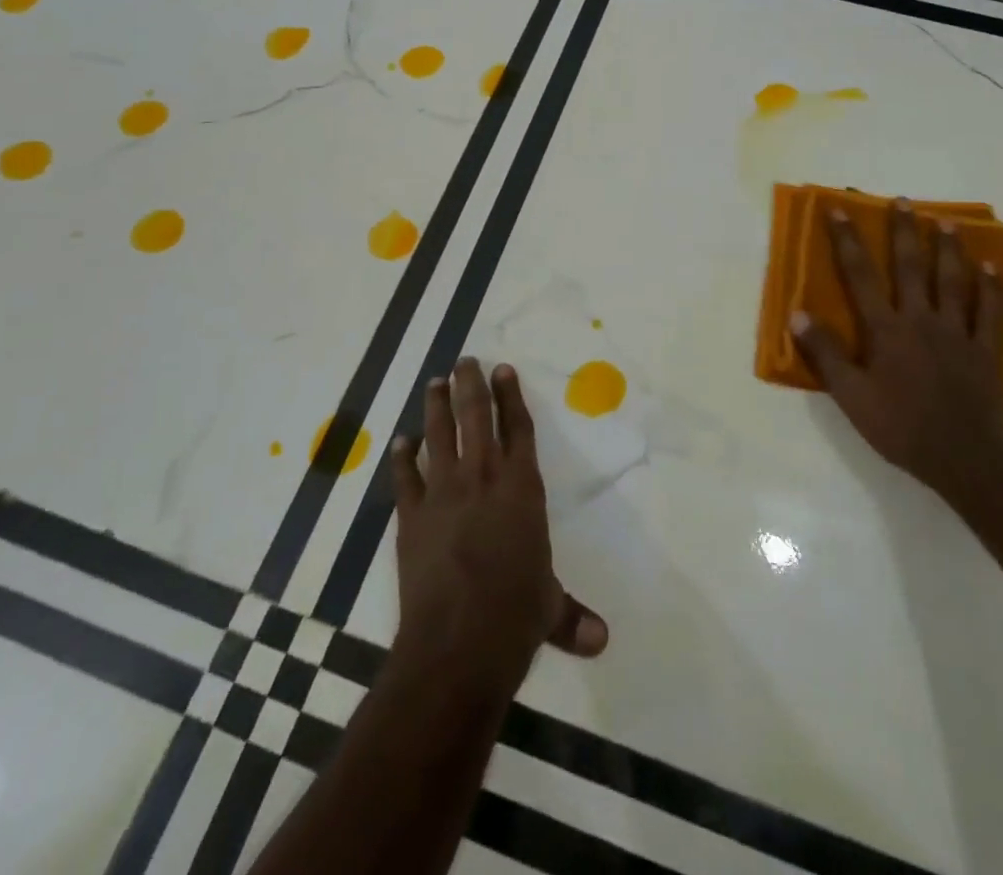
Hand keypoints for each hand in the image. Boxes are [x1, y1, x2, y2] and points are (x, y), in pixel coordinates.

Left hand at [391, 359, 607, 688]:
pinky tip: (401, 441)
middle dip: (471, 385)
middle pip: (476, 417)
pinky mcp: (411, 516)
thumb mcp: (549, 609)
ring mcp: (443, 493)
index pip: (519, 429)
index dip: (511, 397)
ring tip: (435, 382)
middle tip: (465, 360)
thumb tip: (601, 641)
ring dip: (436, 406)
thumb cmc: (514, 616)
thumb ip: (571, 616)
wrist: (457, 642)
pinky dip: (402, 457)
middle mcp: (483, 478)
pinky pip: (405, 477)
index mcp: (521, 487)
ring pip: (439, 435)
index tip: (503, 370)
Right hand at [791, 203, 1002, 508]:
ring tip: (945, 222)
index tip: (839, 210)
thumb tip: (797, 314)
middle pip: (911, 267)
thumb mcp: (850, 396)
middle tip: (903, 201)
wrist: (963, 460)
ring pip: (953, 281)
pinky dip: (991, 286)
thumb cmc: (900, 427)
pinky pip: (990, 311)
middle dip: (904, 231)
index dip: (847, 240)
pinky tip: (991, 266)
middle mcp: (922, 319)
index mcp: (886, 329)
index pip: (860, 275)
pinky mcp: (985, 350)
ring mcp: (958, 333)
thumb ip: (826, 354)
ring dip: (948, 249)